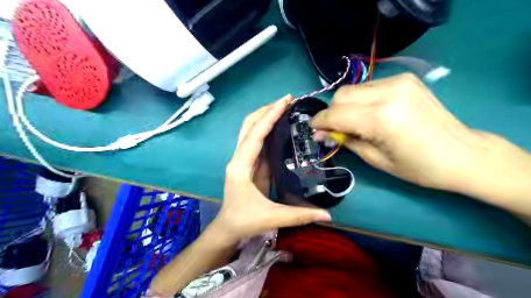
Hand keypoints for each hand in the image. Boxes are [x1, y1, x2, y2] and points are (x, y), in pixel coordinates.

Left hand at [213, 95, 329, 244]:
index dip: (269, 117)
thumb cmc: (244, 221)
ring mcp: (243, 160)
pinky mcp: (250, 164)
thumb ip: (300, 216)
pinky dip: (267, 129)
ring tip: (285, 107)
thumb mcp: (272, 218)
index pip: (255, 135)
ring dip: (265, 116)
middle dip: (266, 110)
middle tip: (286, 100)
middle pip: (249, 126)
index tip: (284, 102)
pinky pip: (257, 141)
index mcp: (240, 167)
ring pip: (251, 130)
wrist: (228, 228)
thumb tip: (328, 215)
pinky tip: (280, 126)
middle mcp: (239, 158)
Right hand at [312, 73, 488, 190]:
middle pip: (341, 95)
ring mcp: (398, 82)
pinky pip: (369, 87)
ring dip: (346, 106)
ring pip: (353, 89)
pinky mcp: (405, 79)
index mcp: (381, 118)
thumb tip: (322, 133)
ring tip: (355, 122)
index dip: (320, 122)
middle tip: (335, 130)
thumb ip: (345, 140)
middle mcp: (388, 93)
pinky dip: (361, 100)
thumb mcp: (375, 158)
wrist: (462, 154)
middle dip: (332, 113)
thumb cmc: (418, 166)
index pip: (336, 113)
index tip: (314, 130)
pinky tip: (370, 113)